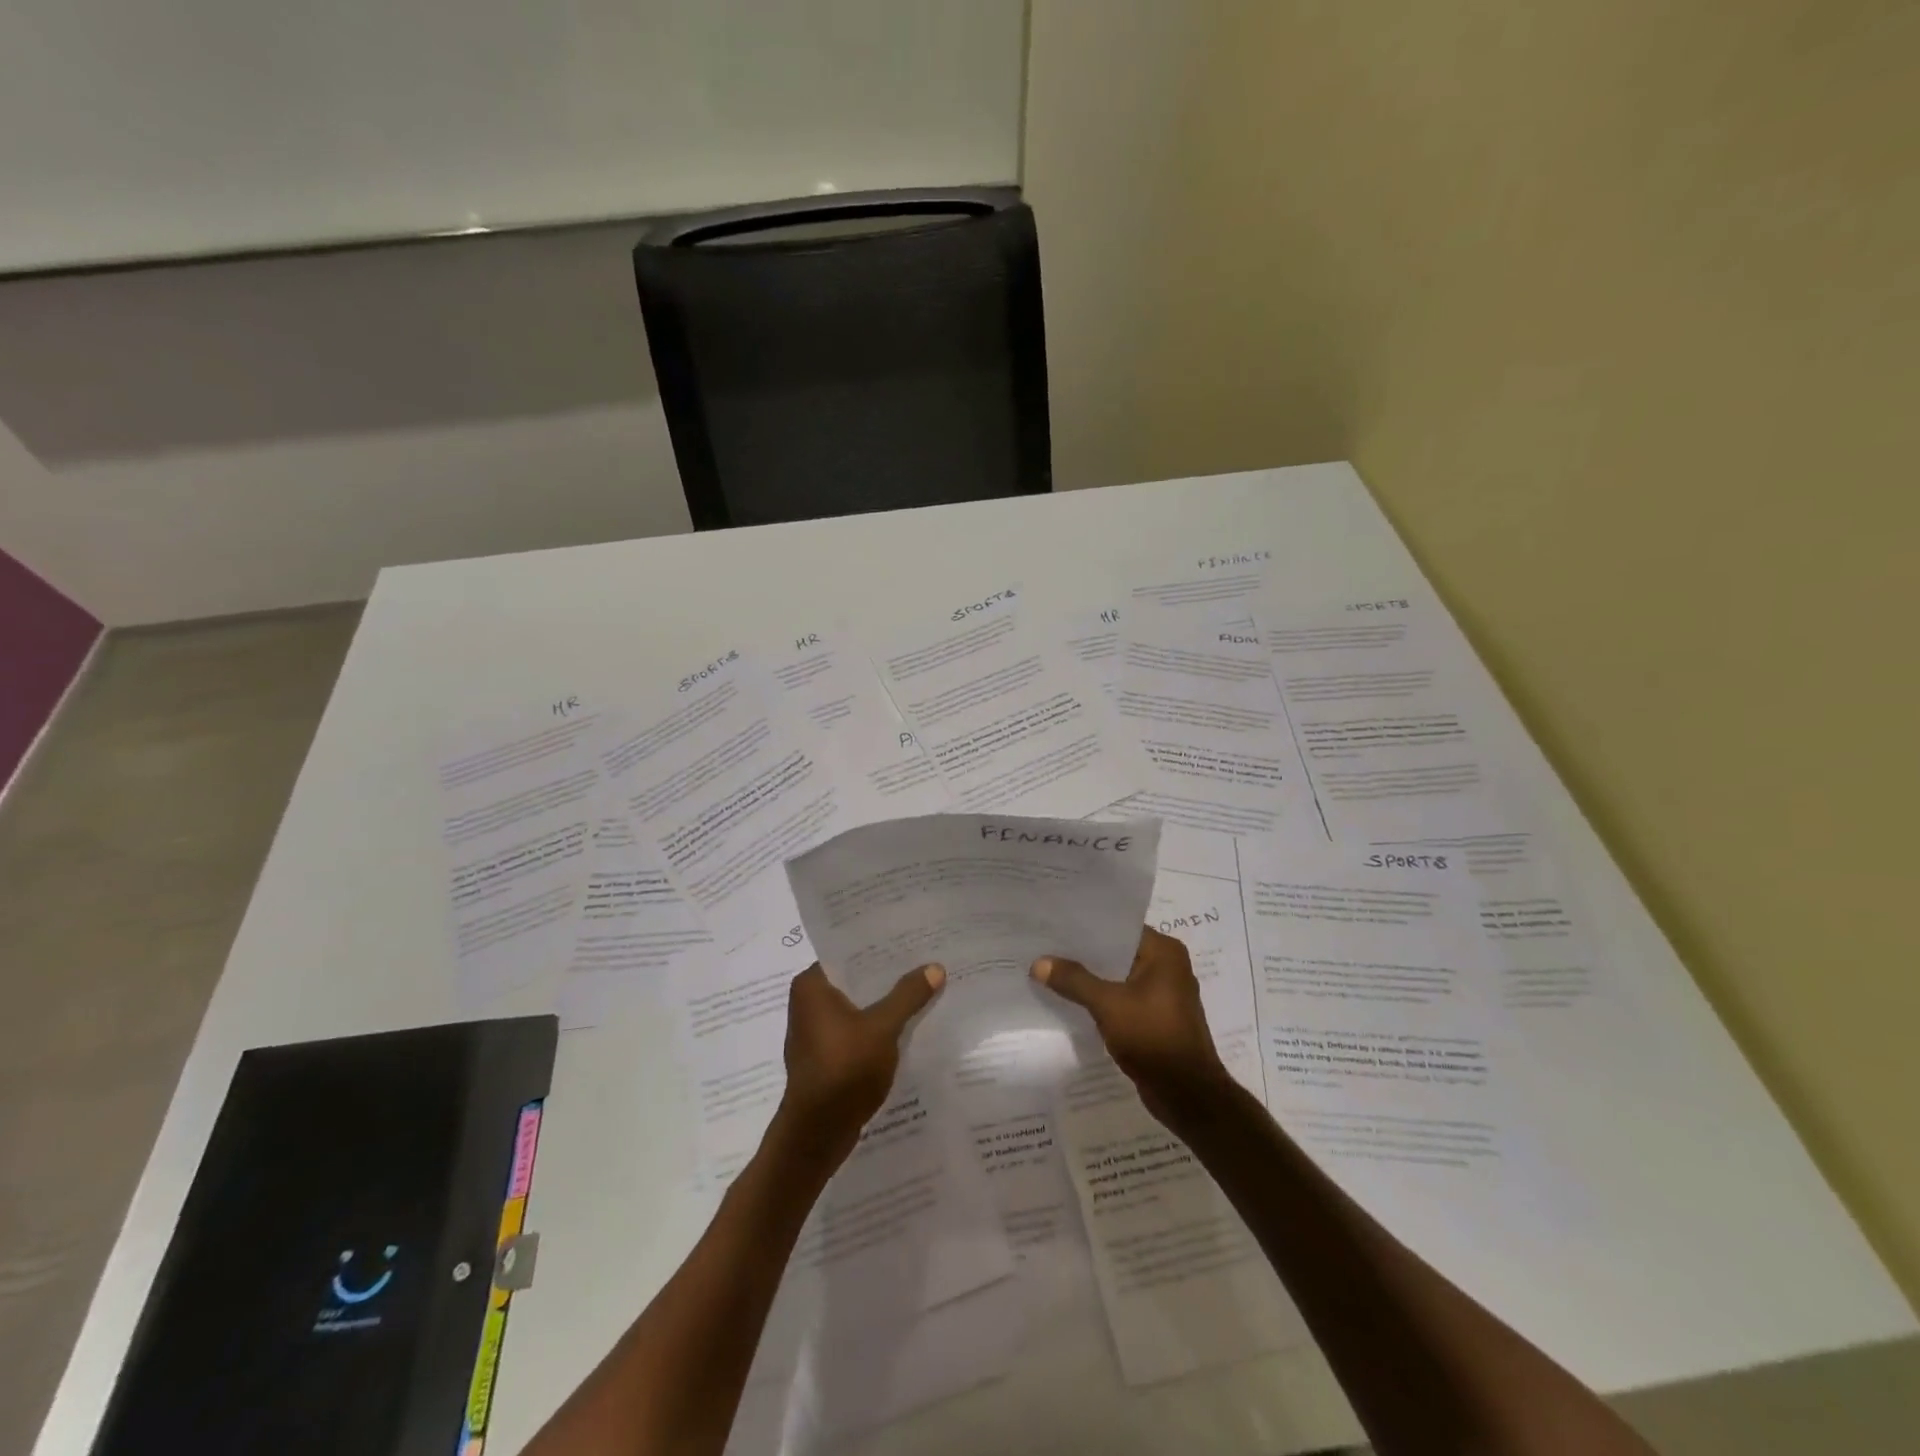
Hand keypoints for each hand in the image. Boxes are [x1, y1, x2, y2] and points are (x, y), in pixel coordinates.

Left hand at [774, 961, 945, 1169]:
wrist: (816, 1135)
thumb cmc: (843, 1070)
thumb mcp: (882, 1028)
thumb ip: (908, 995)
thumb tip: (935, 967)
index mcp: (811, 986)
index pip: (847, 952)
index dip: (879, 945)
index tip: (910, 936)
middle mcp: (808, 1003)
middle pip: (854, 979)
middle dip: (887, 974)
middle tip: (924, 959)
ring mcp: (816, 1032)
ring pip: (857, 1005)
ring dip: (885, 1001)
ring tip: (922, 987)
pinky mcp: (827, 1056)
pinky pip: (857, 1029)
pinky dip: (878, 1025)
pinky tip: (908, 1023)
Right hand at [1032, 927, 1233, 1128]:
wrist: (1187, 1095)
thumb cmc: (1153, 1037)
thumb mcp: (1108, 1005)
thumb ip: (1074, 980)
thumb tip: (1038, 963)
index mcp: (1164, 952)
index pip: (1119, 927)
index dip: (1086, 926)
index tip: (1054, 924)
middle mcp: (1168, 966)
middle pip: (1117, 951)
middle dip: (1084, 953)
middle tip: (1045, 946)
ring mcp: (1163, 994)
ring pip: (1118, 976)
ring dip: (1091, 978)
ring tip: (1051, 970)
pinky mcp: (1156, 1018)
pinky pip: (1122, 998)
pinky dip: (1101, 998)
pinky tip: (1071, 1000)